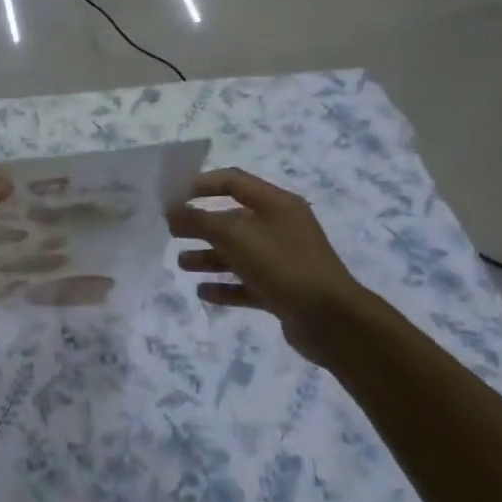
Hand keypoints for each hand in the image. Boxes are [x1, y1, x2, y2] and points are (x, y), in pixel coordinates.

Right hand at [168, 169, 375, 364]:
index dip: (201, 184)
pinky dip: (224, 285)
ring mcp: (283, 260)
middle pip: (232, 219)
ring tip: (182, 264)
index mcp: (276, 204)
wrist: (331, 319)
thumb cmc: (281, 264)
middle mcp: (281, 227)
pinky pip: (247, 283)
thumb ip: (199, 220)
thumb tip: (172, 210)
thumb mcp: (234, 235)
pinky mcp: (282, 290)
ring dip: (208, 257)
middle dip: (200, 225)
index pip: (233, 181)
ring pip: (238, 253)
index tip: (172, 196)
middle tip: (171, 233)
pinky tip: (203, 292)